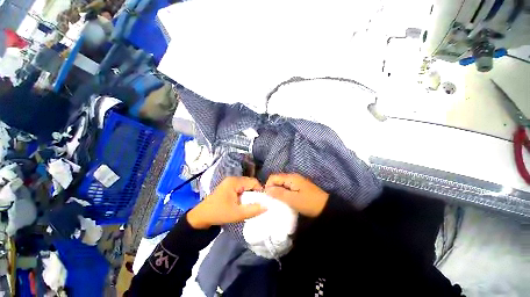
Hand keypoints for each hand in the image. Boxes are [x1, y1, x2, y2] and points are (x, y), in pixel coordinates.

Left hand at [187, 177, 266, 228]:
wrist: (201, 217)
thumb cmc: (219, 213)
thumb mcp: (237, 214)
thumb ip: (253, 210)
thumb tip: (267, 206)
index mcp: (234, 181)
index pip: (253, 182)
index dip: (260, 191)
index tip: (262, 201)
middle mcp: (233, 179)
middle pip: (250, 183)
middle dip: (254, 193)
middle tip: (256, 204)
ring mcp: (230, 182)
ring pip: (246, 185)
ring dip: (249, 194)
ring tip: (249, 204)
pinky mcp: (228, 186)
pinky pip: (241, 187)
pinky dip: (244, 194)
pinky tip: (242, 202)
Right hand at [265, 173, 328, 217]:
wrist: (326, 207)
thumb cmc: (309, 203)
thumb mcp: (293, 199)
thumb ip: (279, 193)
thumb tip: (267, 189)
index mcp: (291, 178)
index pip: (273, 177)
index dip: (268, 185)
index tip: (268, 197)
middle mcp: (292, 177)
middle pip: (277, 179)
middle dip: (272, 188)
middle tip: (272, 200)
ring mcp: (296, 181)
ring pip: (281, 184)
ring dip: (277, 191)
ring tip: (277, 201)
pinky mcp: (299, 186)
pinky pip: (287, 187)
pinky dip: (283, 193)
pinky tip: (284, 200)